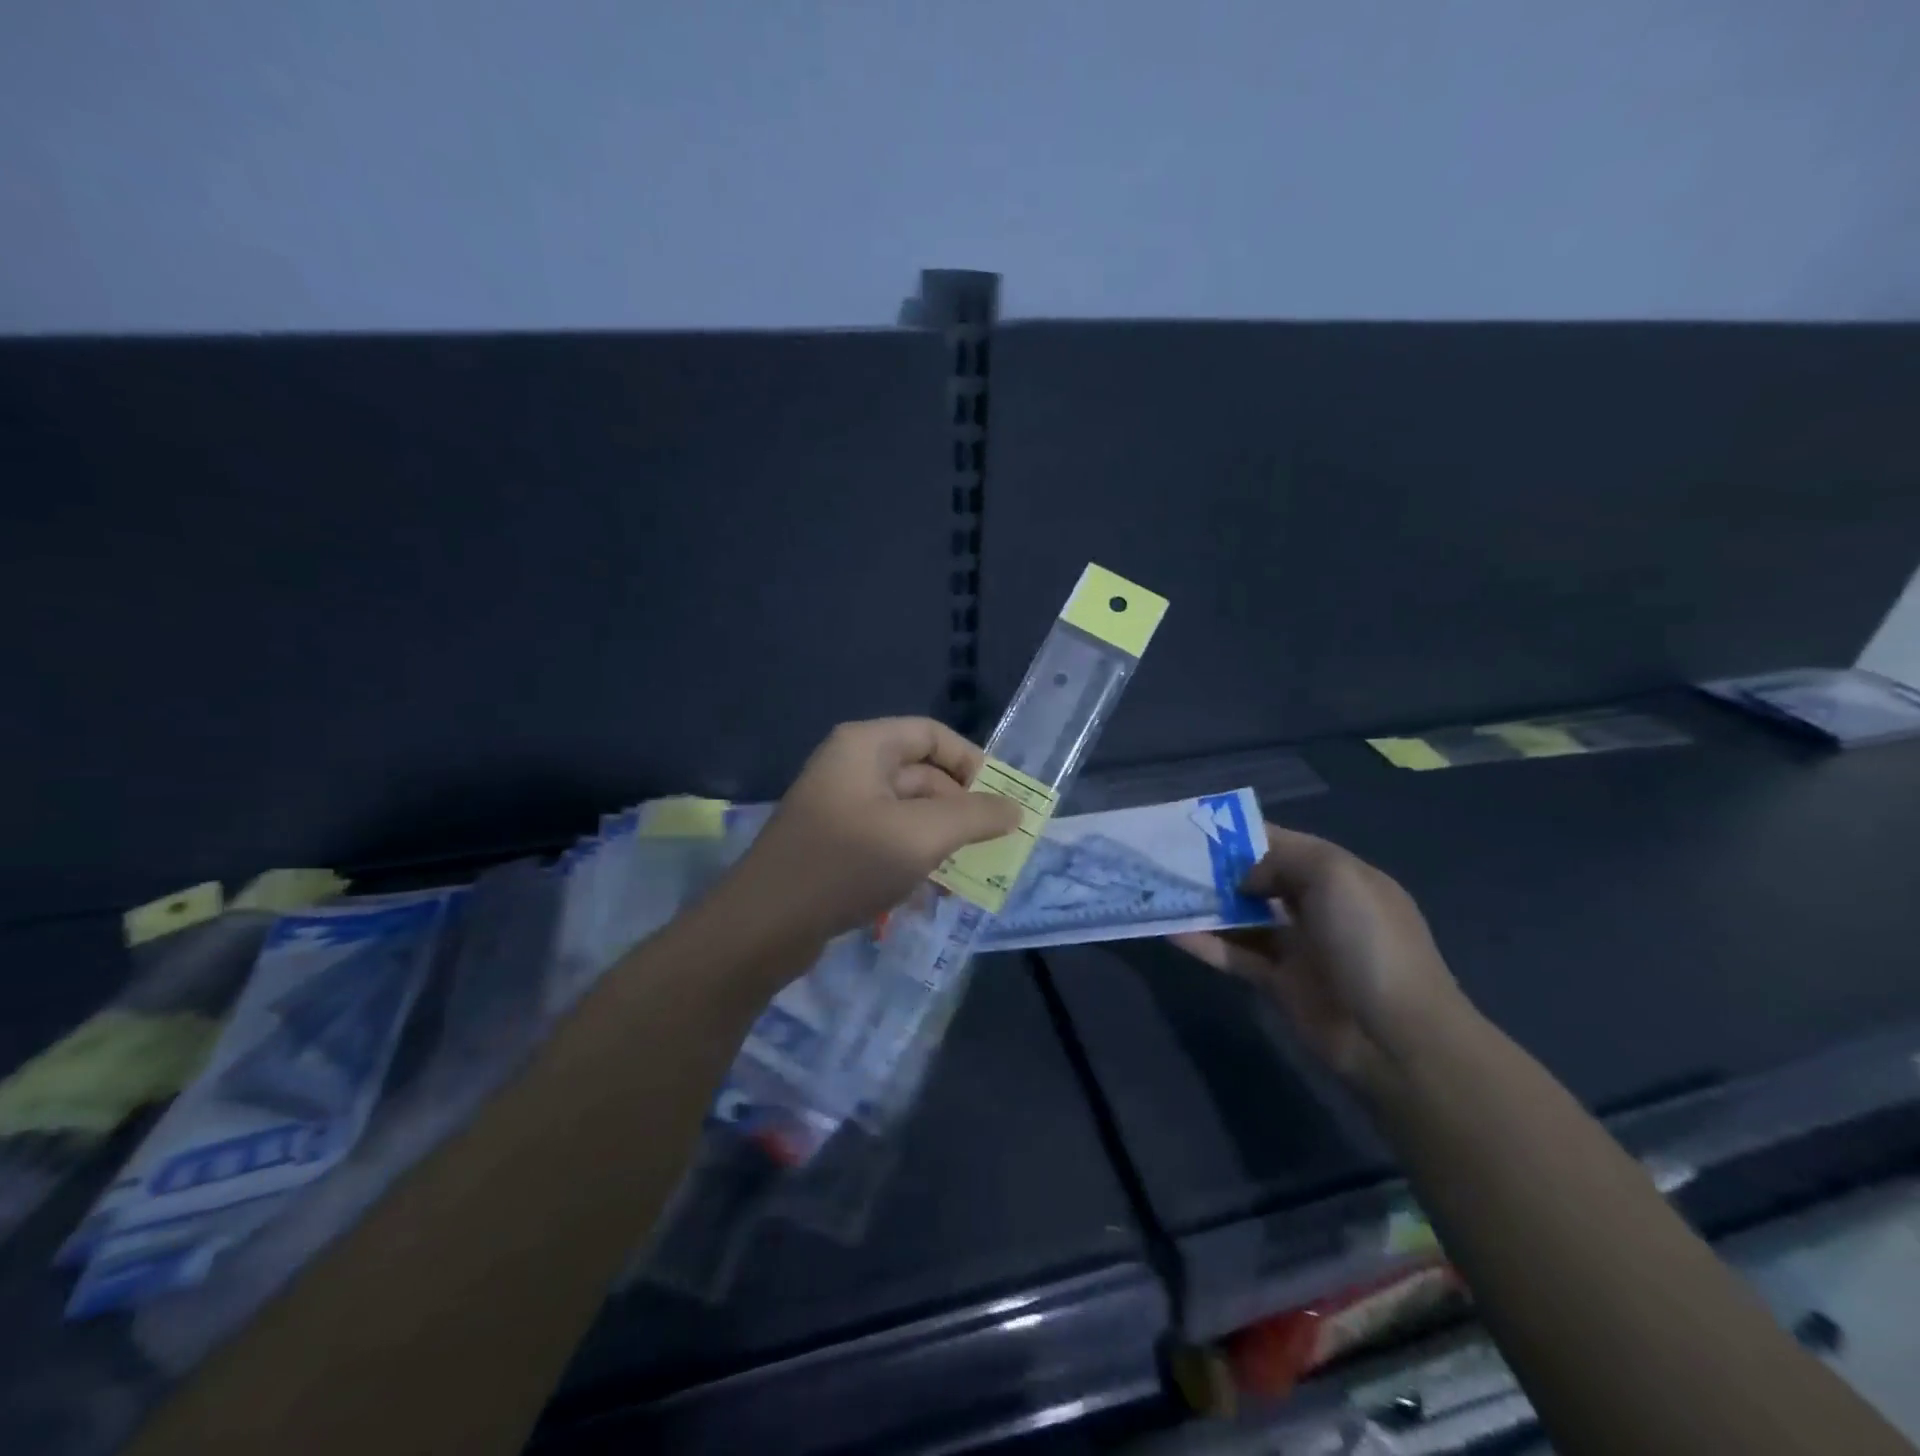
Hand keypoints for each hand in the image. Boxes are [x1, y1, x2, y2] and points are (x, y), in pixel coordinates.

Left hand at [724, 718, 1020, 948]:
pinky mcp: (836, 845)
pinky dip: (916, 858)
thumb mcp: (922, 835)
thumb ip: (975, 816)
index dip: (972, 763)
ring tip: (972, 874)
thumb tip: (1015, 808)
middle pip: (923, 774)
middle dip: (961, 809)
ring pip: (909, 812)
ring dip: (942, 839)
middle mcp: (852, 767)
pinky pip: (888, 840)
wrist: (764, 925)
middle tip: (995, 845)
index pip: (933, 735)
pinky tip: (936, 891)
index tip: (1001, 801)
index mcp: (866, 746)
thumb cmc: (846, 863)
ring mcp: (842, 808)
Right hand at [1171, 825, 1467, 1090]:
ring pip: (1241, 918)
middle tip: (1168, 858)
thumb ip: (1280, 859)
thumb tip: (1243, 878)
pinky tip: (1170, 931)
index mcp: (1338, 876)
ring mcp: (1297, 947)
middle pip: (1256, 879)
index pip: (1280, 843)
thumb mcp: (1335, 876)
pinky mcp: (1278, 984)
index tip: (1193, 827)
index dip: (1239, 834)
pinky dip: (1204, 944)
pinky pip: (1234, 956)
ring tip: (1162, 891)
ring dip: (1205, 906)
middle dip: (1216, 869)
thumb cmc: (1369, 943)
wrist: (1396, 1038)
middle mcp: (1316, 907)